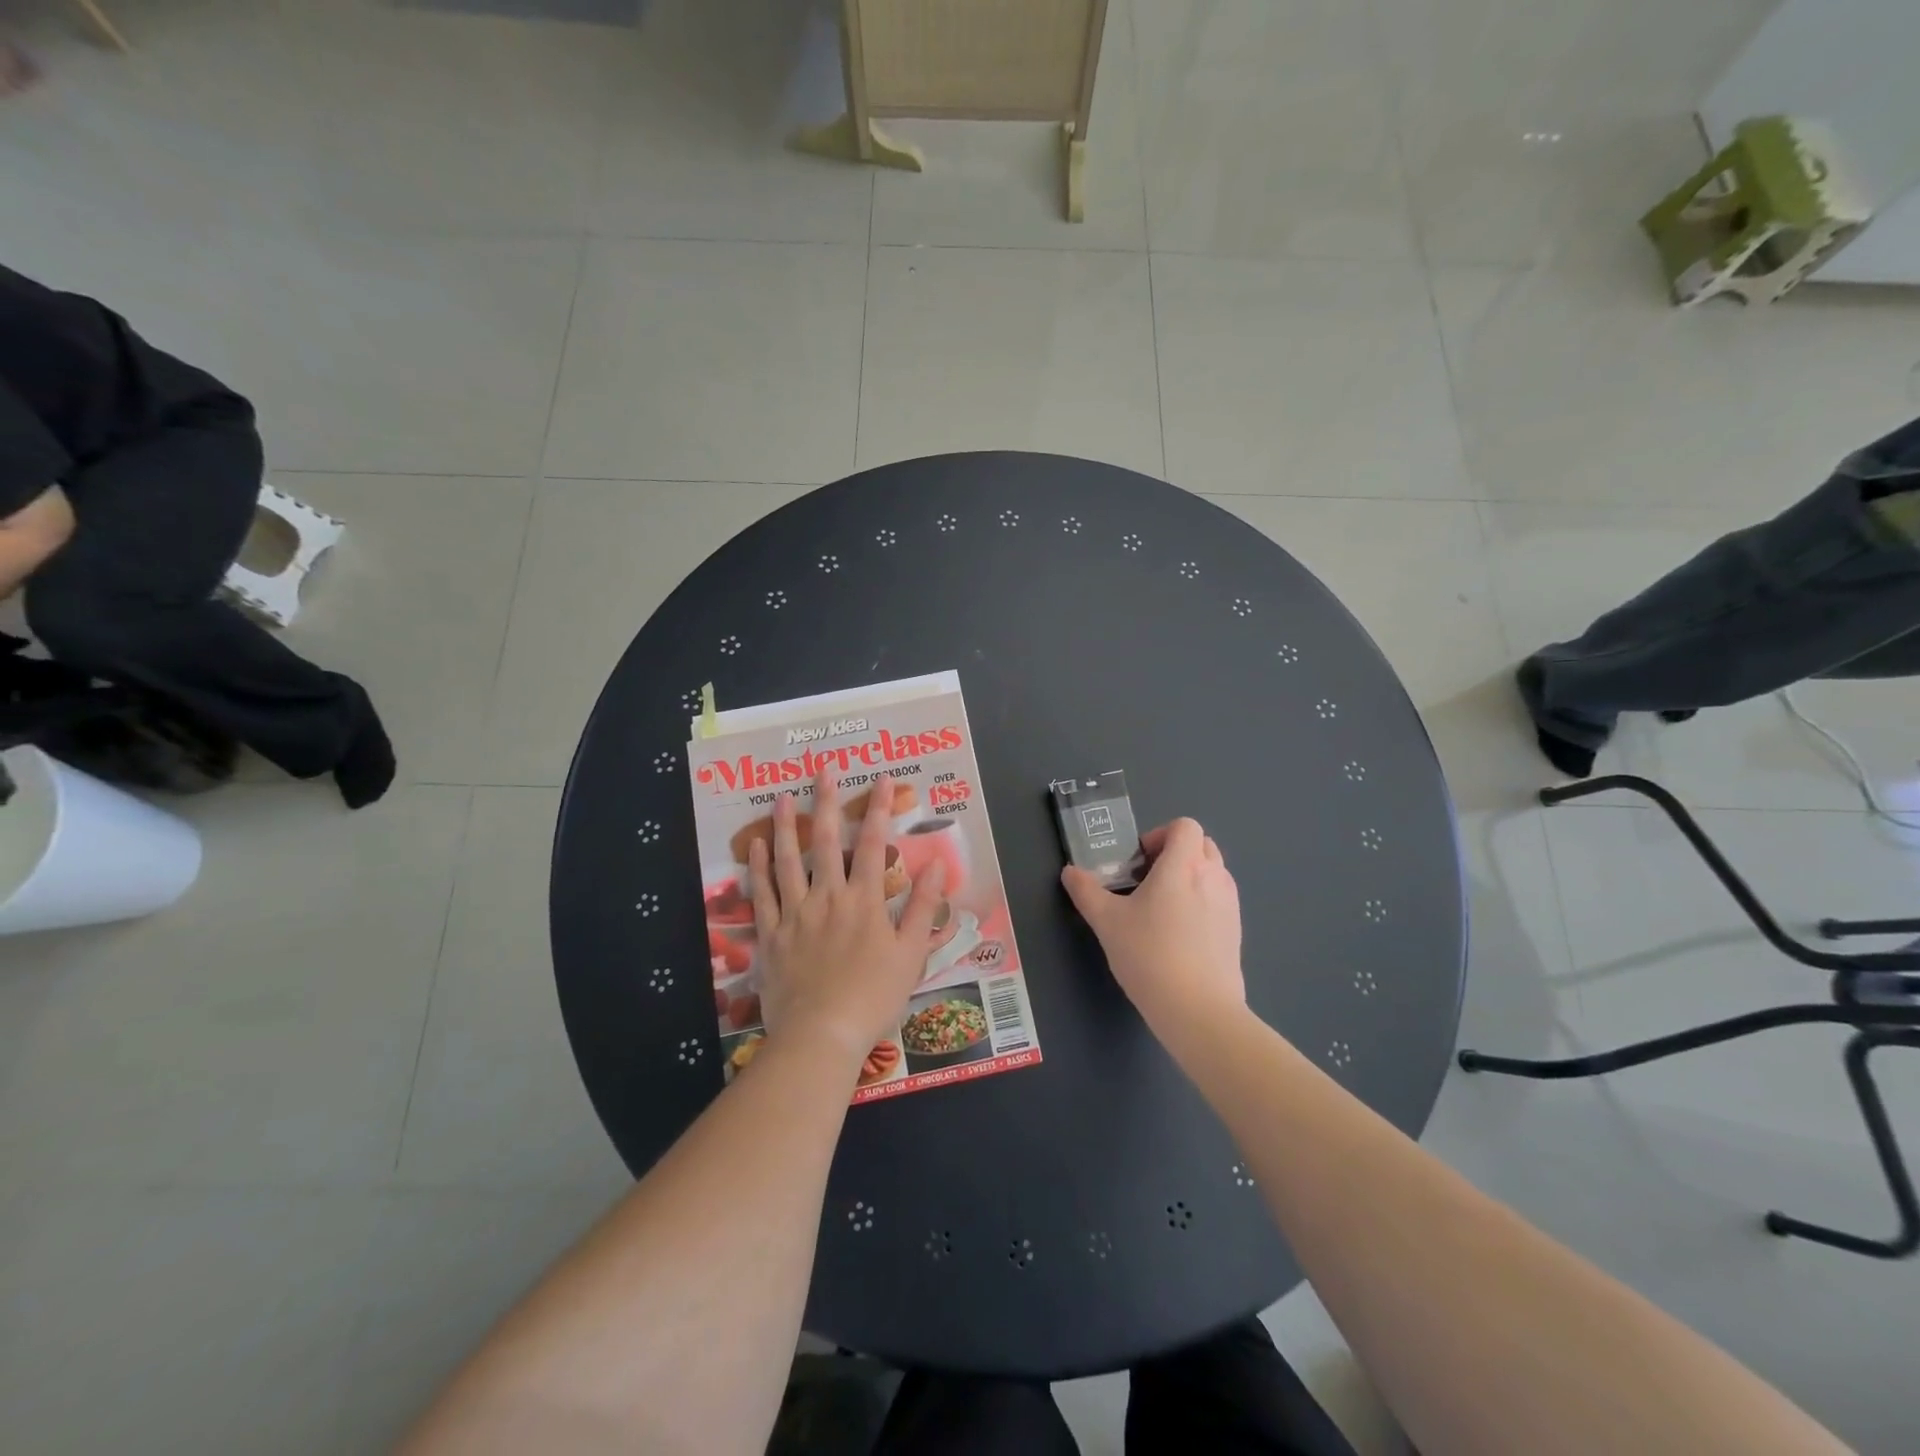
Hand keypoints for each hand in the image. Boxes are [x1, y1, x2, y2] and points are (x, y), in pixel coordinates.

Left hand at [749, 769, 943, 1064]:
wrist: (822, 1035)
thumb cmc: (873, 997)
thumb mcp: (911, 954)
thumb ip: (924, 907)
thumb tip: (937, 865)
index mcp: (864, 901)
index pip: (873, 844)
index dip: (878, 808)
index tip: (881, 779)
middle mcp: (828, 897)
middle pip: (827, 841)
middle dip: (828, 802)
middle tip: (823, 769)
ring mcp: (795, 914)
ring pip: (788, 860)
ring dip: (787, 825)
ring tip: (784, 796)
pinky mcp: (771, 934)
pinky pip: (762, 894)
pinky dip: (758, 867)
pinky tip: (755, 845)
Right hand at [1061, 818, 1244, 1038]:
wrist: (1198, 1010)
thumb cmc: (1149, 955)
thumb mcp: (1107, 922)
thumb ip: (1086, 891)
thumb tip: (1070, 872)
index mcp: (1183, 865)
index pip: (1184, 826)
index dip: (1160, 835)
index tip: (1139, 862)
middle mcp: (1213, 876)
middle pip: (1201, 844)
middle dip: (1174, 853)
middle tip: (1147, 880)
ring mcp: (1230, 904)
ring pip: (1213, 871)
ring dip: (1189, 876)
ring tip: (1162, 907)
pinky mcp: (1237, 930)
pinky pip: (1220, 899)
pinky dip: (1202, 901)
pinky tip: (1179, 934)